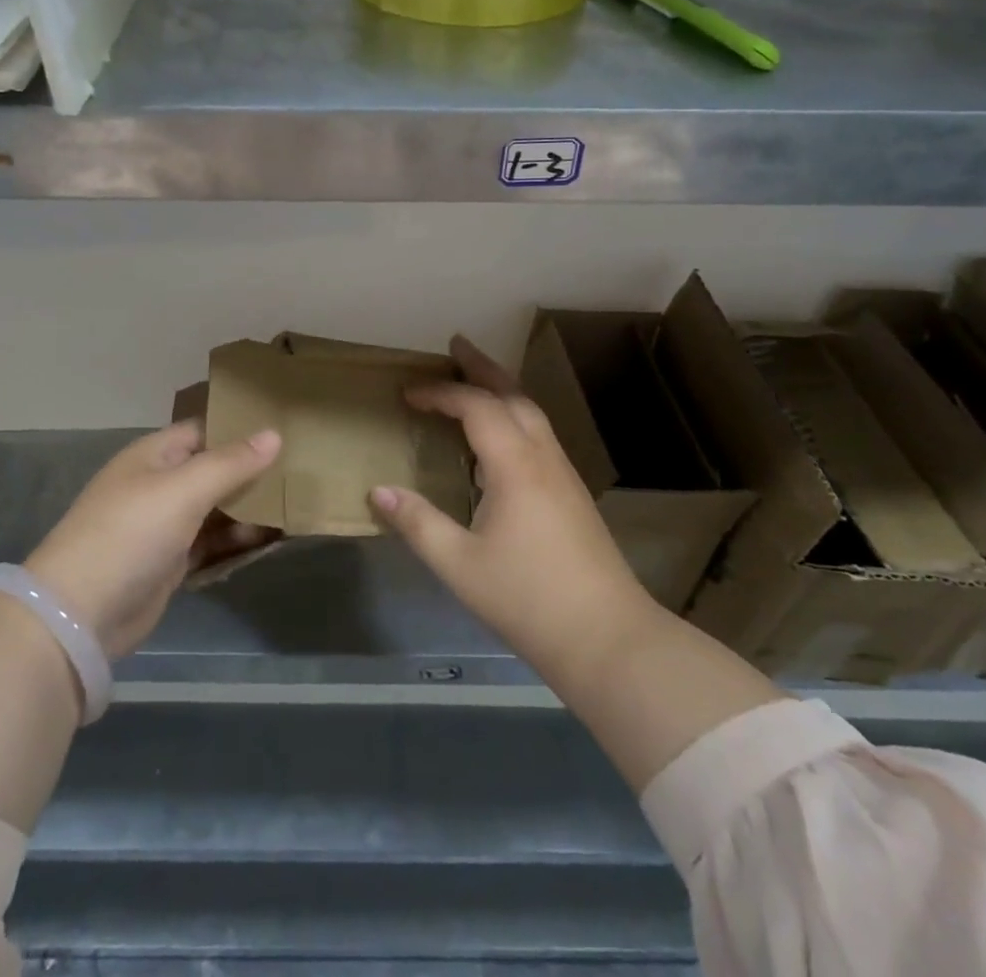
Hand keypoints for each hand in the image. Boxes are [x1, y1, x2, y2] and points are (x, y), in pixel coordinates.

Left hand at [26, 421, 281, 658]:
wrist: (80, 614)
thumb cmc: (131, 534)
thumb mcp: (184, 490)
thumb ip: (231, 463)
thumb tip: (274, 433)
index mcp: (155, 455)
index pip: (205, 430)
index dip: (241, 429)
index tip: (286, 429)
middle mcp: (160, 484)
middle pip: (214, 470)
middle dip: (252, 471)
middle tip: (301, 470)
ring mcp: (164, 525)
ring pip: (216, 508)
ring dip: (249, 509)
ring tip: (296, 506)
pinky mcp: (170, 562)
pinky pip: (212, 543)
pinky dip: (237, 541)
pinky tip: (271, 540)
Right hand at [369, 335, 657, 691]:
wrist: (609, 639)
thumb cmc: (528, 599)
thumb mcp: (459, 565)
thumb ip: (417, 523)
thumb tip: (377, 490)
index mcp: (515, 465)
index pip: (476, 407)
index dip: (440, 394)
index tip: (408, 395)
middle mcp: (543, 457)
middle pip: (513, 394)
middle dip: (482, 367)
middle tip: (456, 345)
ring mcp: (563, 474)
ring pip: (532, 412)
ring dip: (502, 388)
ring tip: (475, 379)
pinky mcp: (572, 493)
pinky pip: (539, 434)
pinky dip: (513, 415)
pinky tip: (500, 437)